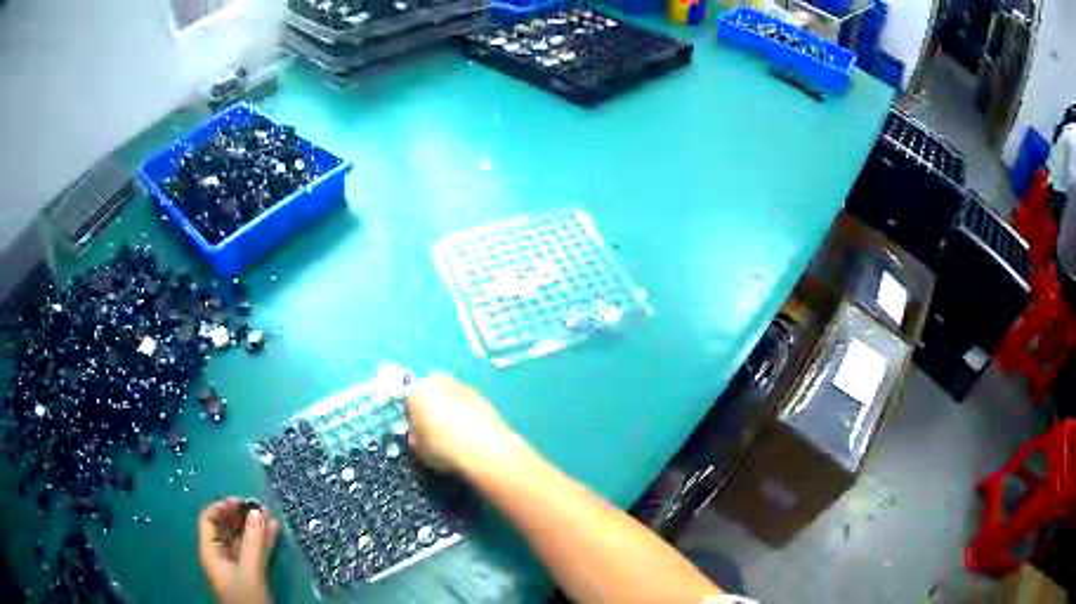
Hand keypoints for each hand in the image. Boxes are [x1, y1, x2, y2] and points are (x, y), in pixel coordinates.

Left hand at [198, 498, 278, 603]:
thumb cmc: (245, 598)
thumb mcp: (249, 571)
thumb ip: (253, 542)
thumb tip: (257, 511)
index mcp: (210, 552)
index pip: (209, 520)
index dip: (222, 508)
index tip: (241, 501)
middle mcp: (220, 555)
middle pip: (225, 528)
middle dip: (241, 516)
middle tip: (258, 506)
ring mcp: (236, 566)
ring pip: (242, 540)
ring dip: (254, 527)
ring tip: (269, 515)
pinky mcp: (250, 574)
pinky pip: (254, 551)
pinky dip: (262, 541)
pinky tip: (274, 531)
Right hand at [404, 373, 518, 474]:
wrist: (485, 449)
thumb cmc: (443, 449)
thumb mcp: (418, 449)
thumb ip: (415, 436)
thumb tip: (419, 434)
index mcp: (417, 391)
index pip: (409, 400)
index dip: (413, 417)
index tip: (419, 432)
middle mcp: (438, 381)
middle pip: (431, 392)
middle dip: (432, 407)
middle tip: (436, 430)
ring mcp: (463, 386)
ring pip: (451, 396)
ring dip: (451, 408)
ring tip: (457, 433)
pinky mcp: (484, 395)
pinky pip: (468, 404)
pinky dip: (468, 414)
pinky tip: (472, 433)